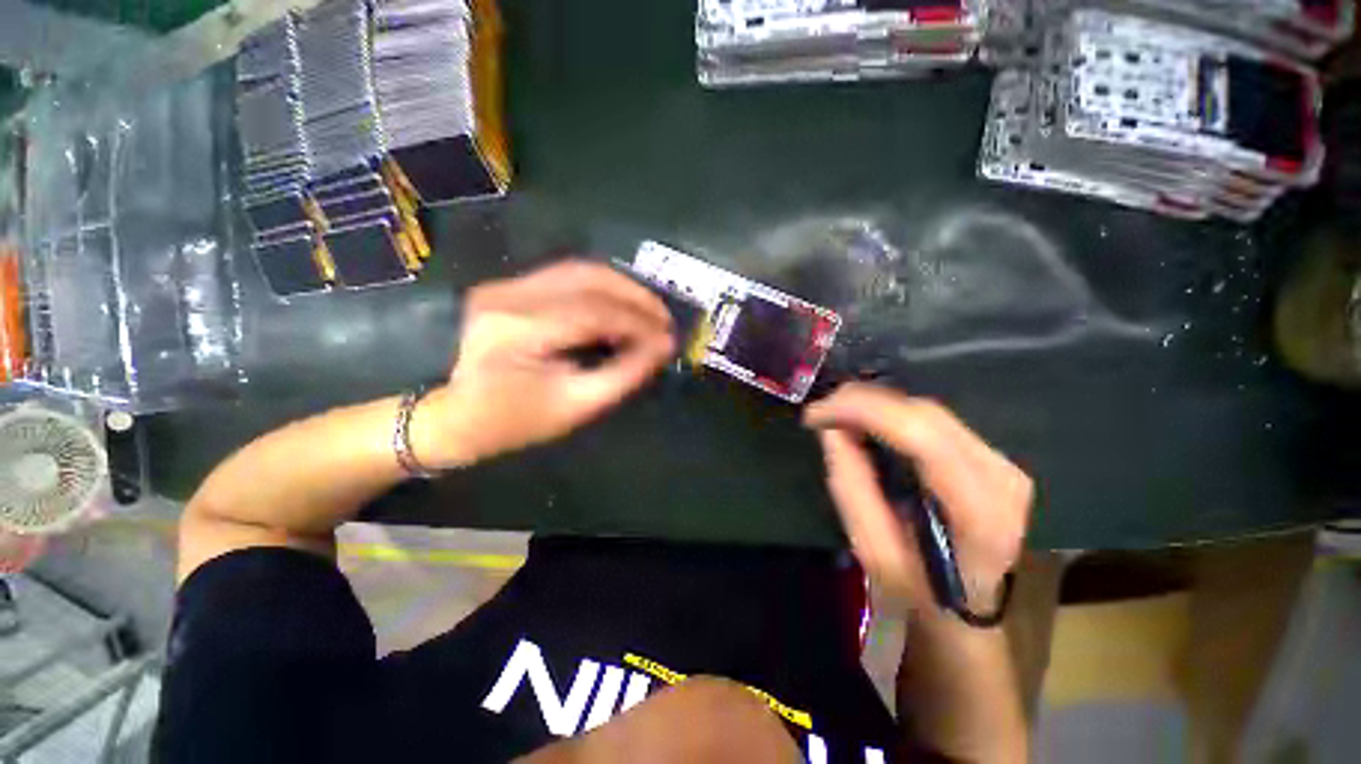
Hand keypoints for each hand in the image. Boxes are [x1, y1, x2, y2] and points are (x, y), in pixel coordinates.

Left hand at [414, 260, 675, 467]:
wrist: (457, 417)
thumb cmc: (516, 422)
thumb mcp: (576, 406)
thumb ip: (624, 373)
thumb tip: (663, 347)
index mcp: (518, 330)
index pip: (593, 312)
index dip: (638, 322)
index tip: (668, 338)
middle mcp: (508, 295)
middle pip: (588, 278)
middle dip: (636, 297)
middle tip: (665, 319)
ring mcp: (505, 285)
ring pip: (580, 270)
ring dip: (622, 288)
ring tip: (649, 311)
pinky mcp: (509, 286)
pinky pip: (567, 276)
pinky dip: (602, 288)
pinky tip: (621, 305)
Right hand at [804, 383, 1032, 614]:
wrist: (967, 604)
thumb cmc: (918, 587)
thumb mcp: (873, 549)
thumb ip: (851, 484)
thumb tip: (832, 427)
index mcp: (981, 512)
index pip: (922, 436)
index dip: (863, 411)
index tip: (816, 415)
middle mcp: (1002, 476)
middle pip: (924, 414)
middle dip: (862, 402)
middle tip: (821, 411)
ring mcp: (1003, 462)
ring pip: (927, 410)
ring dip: (875, 405)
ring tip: (837, 414)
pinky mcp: (992, 455)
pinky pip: (932, 419)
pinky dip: (891, 414)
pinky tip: (866, 421)